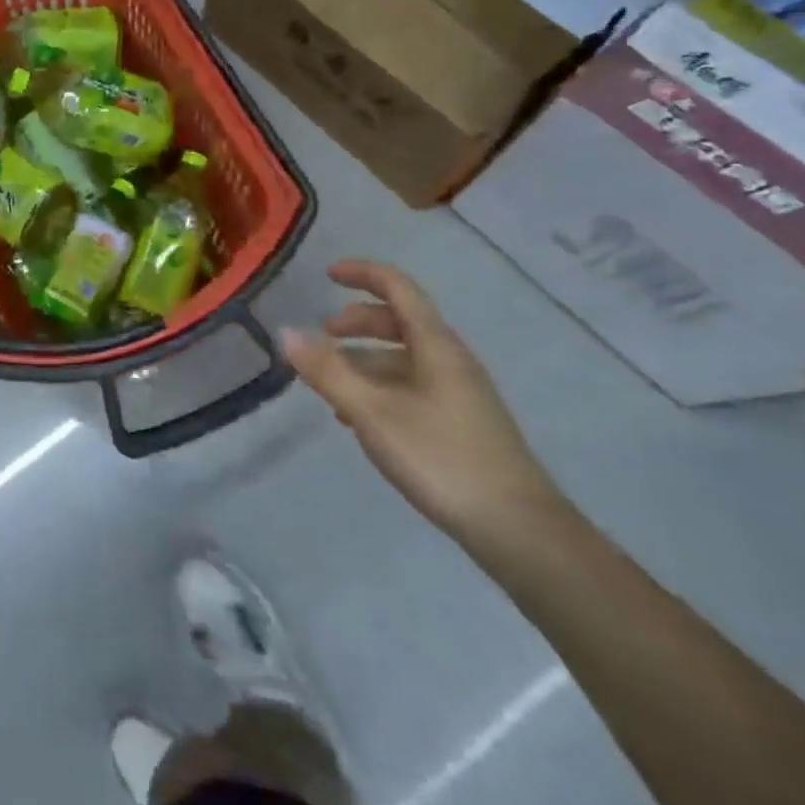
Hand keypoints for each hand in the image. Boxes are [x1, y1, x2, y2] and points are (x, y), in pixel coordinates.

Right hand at [281, 260, 563, 549]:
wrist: (519, 531)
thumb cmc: (441, 458)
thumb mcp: (372, 413)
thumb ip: (327, 371)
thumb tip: (286, 331)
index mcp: (436, 346)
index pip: (399, 288)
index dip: (363, 273)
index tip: (327, 274)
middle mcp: (451, 360)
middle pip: (401, 322)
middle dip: (358, 321)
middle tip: (323, 335)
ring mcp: (460, 393)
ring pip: (404, 357)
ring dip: (364, 358)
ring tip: (330, 383)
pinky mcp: (461, 423)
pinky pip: (412, 385)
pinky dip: (379, 386)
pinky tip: (359, 418)